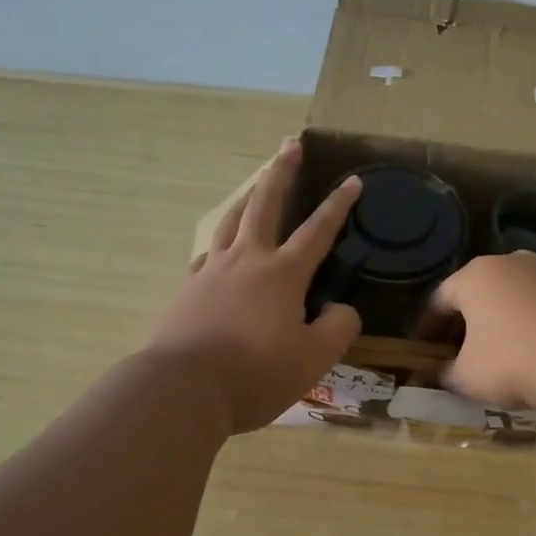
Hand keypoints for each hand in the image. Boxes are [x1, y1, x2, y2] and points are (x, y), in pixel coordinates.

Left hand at [146, 139, 362, 432]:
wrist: (183, 389)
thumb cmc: (256, 374)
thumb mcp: (314, 358)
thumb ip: (338, 328)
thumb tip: (340, 309)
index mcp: (282, 274)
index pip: (318, 230)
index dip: (338, 205)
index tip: (352, 180)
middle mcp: (246, 260)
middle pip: (265, 205)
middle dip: (280, 173)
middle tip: (288, 145)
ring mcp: (211, 272)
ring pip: (230, 221)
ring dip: (246, 197)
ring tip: (255, 183)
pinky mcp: (186, 290)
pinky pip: (207, 254)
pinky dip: (219, 242)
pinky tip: (219, 248)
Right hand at [429, 252, 535, 412]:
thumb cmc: (516, 363)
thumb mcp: (468, 379)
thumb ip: (446, 375)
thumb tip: (436, 375)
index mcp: (474, 278)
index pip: (440, 299)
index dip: (428, 324)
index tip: (423, 345)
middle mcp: (512, 262)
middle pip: (482, 287)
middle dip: (471, 314)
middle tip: (465, 343)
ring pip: (524, 282)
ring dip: (515, 304)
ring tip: (513, 332)